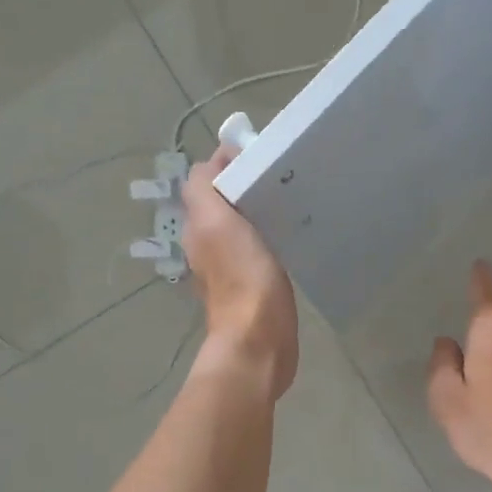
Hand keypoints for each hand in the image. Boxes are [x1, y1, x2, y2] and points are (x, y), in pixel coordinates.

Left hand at [182, 145, 298, 400]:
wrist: (259, 339)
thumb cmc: (241, 277)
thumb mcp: (216, 222)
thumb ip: (204, 188)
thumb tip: (215, 159)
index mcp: (198, 227)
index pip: (207, 181)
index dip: (229, 162)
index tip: (261, 152)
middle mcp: (209, 244)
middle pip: (225, 202)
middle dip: (248, 184)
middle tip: (282, 174)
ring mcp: (233, 266)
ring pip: (244, 224)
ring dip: (262, 209)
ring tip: (292, 197)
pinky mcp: (256, 283)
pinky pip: (261, 247)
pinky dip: (272, 235)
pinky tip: (293, 232)